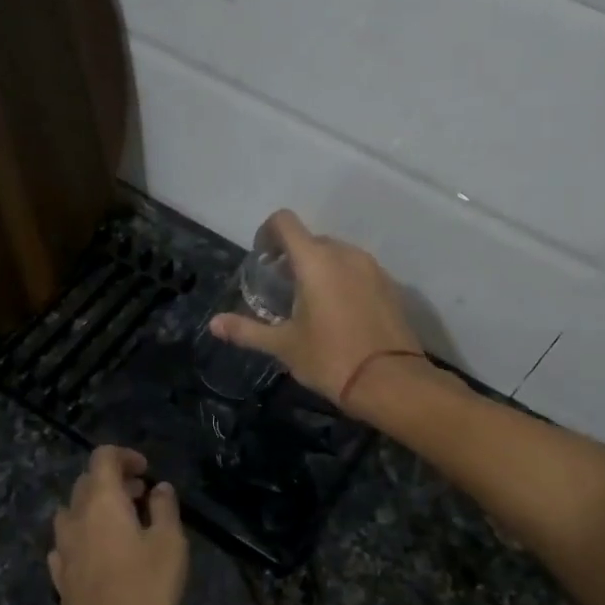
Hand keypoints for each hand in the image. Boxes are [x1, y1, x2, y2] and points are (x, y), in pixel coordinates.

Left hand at [48, 447, 188, 604]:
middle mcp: (75, 516)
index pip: (103, 457)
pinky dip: (85, 534)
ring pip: (74, 510)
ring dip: (96, 507)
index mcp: (102, 500)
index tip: (147, 471)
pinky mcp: (59, 574)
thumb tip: (160, 488)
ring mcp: (62, 546)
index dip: (125, 456)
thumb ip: (164, 508)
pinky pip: (68, 540)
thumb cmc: (145, 589)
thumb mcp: (170, 544)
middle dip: (113, 480)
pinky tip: (101, 551)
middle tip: (141, 495)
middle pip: (87, 481)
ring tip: (123, 523)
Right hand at [208, 210, 428, 415]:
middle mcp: (345, 254)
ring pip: (337, 254)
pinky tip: (338, 313)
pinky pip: (358, 271)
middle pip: (311, 239)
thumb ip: (247, 330)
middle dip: (292, 256)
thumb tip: (213, 324)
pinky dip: (342, 281)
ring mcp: (372, 268)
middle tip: (281, 288)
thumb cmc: (330, 359)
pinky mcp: (390, 285)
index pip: (285, 222)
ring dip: (319, 268)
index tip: (261, 259)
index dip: (267, 232)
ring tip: (309, 302)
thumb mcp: (283, 346)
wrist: (391, 382)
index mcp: (315, 261)